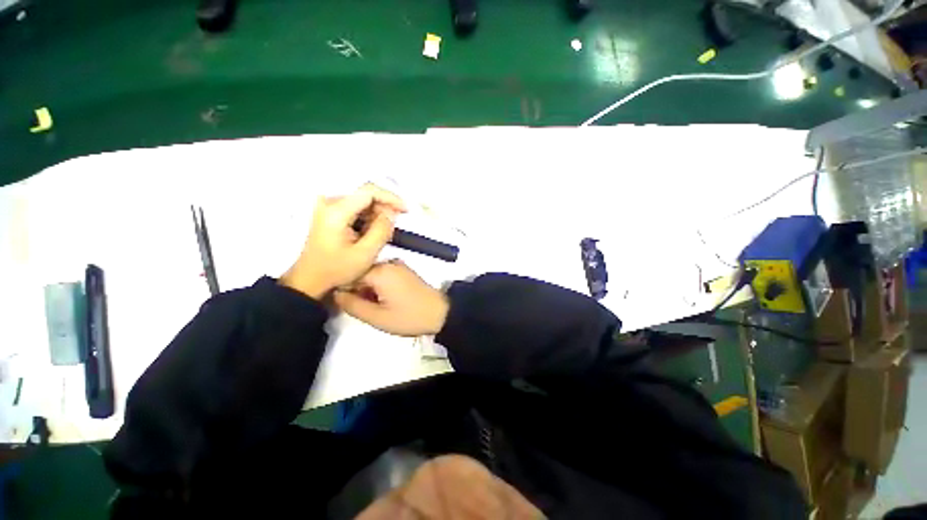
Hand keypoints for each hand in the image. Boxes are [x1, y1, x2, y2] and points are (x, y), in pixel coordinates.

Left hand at [280, 184, 406, 298]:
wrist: (310, 278)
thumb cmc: (336, 269)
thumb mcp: (365, 254)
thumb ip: (381, 231)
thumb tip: (391, 212)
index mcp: (336, 211)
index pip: (369, 191)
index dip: (390, 198)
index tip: (405, 210)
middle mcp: (329, 203)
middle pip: (365, 195)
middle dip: (384, 209)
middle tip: (393, 227)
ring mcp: (328, 206)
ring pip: (362, 201)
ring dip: (376, 215)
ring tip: (381, 234)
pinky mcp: (330, 212)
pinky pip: (356, 207)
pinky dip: (368, 217)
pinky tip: (371, 232)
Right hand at [334, 260, 448, 335]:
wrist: (440, 313)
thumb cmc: (409, 316)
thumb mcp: (377, 317)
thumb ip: (351, 305)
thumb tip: (334, 293)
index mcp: (379, 271)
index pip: (348, 273)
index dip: (342, 289)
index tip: (343, 304)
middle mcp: (387, 263)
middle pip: (360, 273)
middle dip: (357, 290)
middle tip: (363, 309)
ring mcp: (397, 265)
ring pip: (371, 275)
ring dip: (368, 290)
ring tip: (376, 307)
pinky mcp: (404, 271)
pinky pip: (383, 275)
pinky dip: (379, 287)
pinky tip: (385, 301)